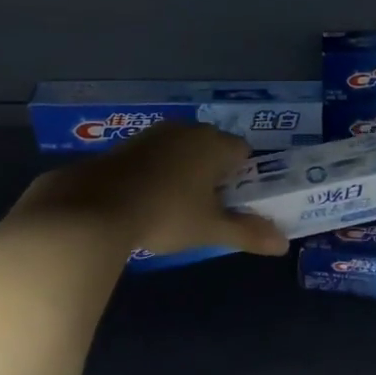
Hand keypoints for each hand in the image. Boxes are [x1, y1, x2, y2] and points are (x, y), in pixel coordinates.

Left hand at [9, 124, 288, 260]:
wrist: (93, 207)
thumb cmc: (166, 214)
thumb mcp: (211, 229)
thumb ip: (248, 233)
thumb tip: (283, 244)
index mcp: (215, 144)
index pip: (243, 152)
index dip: (244, 175)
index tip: (236, 200)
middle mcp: (188, 130)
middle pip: (213, 147)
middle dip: (214, 172)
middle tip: (210, 206)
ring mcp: (154, 134)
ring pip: (182, 149)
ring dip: (185, 170)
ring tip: (178, 205)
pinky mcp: (125, 144)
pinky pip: (155, 155)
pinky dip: (158, 171)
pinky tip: (147, 198)